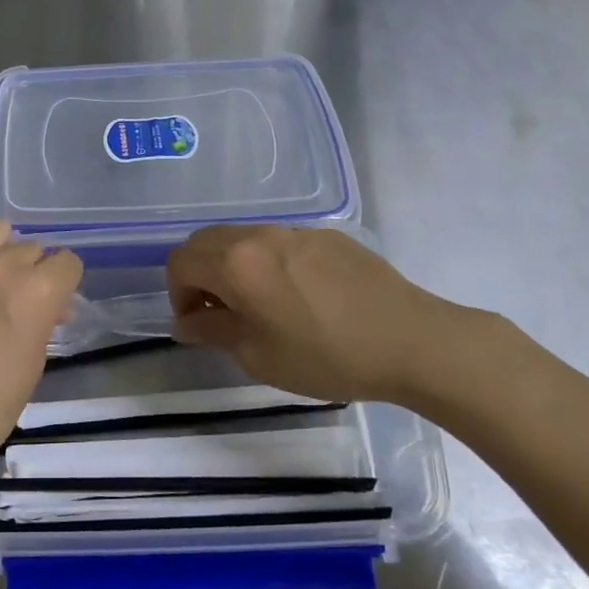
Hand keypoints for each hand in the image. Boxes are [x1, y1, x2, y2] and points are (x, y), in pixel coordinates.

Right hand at [166, 225, 472, 403]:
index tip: (197, 324)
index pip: (181, 262)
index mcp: (236, 263)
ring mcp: (295, 231)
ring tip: (257, 305)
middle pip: (206, 241)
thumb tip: (186, 323)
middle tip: (219, 313)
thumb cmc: (327, 356)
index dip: (177, 294)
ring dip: (231, 266)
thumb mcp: (258, 356)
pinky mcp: (326, 235)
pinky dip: (266, 262)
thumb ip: (213, 332)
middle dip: (199, 275)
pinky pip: (278, 242)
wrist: (411, 341)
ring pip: (242, 238)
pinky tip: (297, 296)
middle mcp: (259, 236)